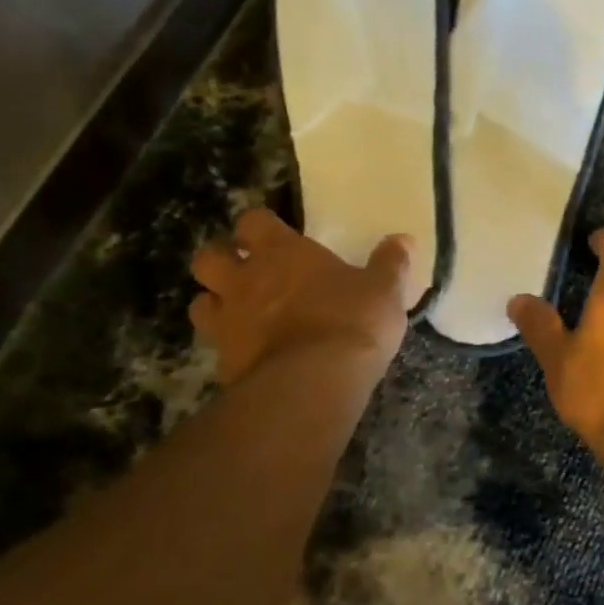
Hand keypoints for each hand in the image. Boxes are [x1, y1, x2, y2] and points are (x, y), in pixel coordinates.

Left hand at [189, 207, 412, 382]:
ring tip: (240, 312)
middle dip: (221, 260)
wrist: (314, 383)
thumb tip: (402, 239)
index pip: (253, 221)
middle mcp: (246, 280)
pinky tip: (251, 355)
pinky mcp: (223, 363)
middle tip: (246, 271)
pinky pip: (215, 347)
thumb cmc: (351, 321)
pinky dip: (228, 347)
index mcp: (282, 253)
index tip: (273, 235)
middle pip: (208, 258)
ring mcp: (228, 322)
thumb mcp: (384, 290)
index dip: (259, 226)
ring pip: (201, 302)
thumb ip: (390, 263)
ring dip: (216, 303)